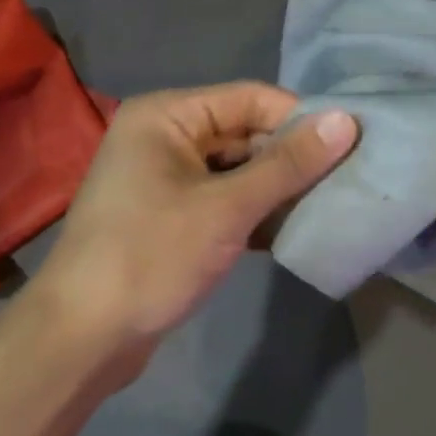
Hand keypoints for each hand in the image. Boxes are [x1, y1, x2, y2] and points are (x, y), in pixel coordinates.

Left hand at [34, 83, 356, 363]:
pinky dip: (256, 212)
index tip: (352, 145)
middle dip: (292, 158)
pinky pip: (225, 201)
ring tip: (330, 205)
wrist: (84, 336)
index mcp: (167, 115)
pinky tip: (293, 230)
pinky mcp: (172, 217)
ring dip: (278, 188)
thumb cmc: (152, 256)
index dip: (300, 119)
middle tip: (347, 181)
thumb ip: (287, 164)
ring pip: (238, 171)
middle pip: (245, 133)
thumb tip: (346, 121)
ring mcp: (166, 179)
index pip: (250, 98)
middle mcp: (165, 137)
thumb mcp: (227, 208)